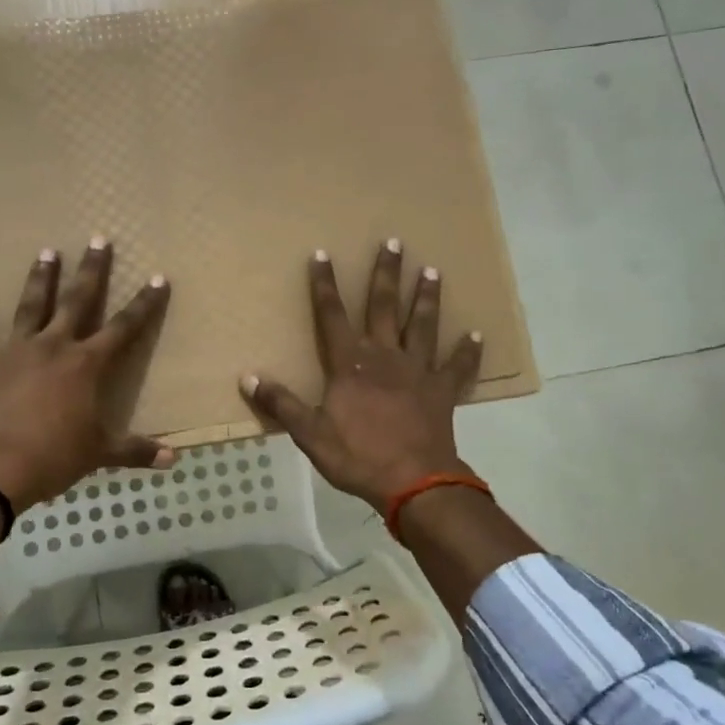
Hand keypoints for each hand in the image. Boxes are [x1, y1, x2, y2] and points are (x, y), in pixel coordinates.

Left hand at [0, 238, 174, 511]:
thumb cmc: (54, 456)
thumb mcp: (100, 453)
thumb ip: (136, 451)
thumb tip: (174, 459)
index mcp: (86, 365)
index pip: (125, 327)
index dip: (144, 303)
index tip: (158, 278)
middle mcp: (53, 348)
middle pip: (77, 301)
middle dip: (91, 271)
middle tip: (98, 240)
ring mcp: (16, 354)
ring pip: (31, 308)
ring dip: (40, 280)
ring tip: (46, 253)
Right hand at [240, 241, 482, 513]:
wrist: (413, 481)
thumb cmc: (358, 456)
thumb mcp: (310, 434)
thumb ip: (281, 403)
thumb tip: (247, 377)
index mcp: (350, 365)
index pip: (332, 316)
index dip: (324, 285)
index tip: (322, 255)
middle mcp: (385, 357)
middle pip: (383, 307)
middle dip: (386, 274)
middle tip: (394, 243)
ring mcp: (418, 372)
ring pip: (422, 326)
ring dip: (426, 298)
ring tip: (432, 271)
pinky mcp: (443, 391)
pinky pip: (458, 366)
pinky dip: (468, 351)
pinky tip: (477, 334)